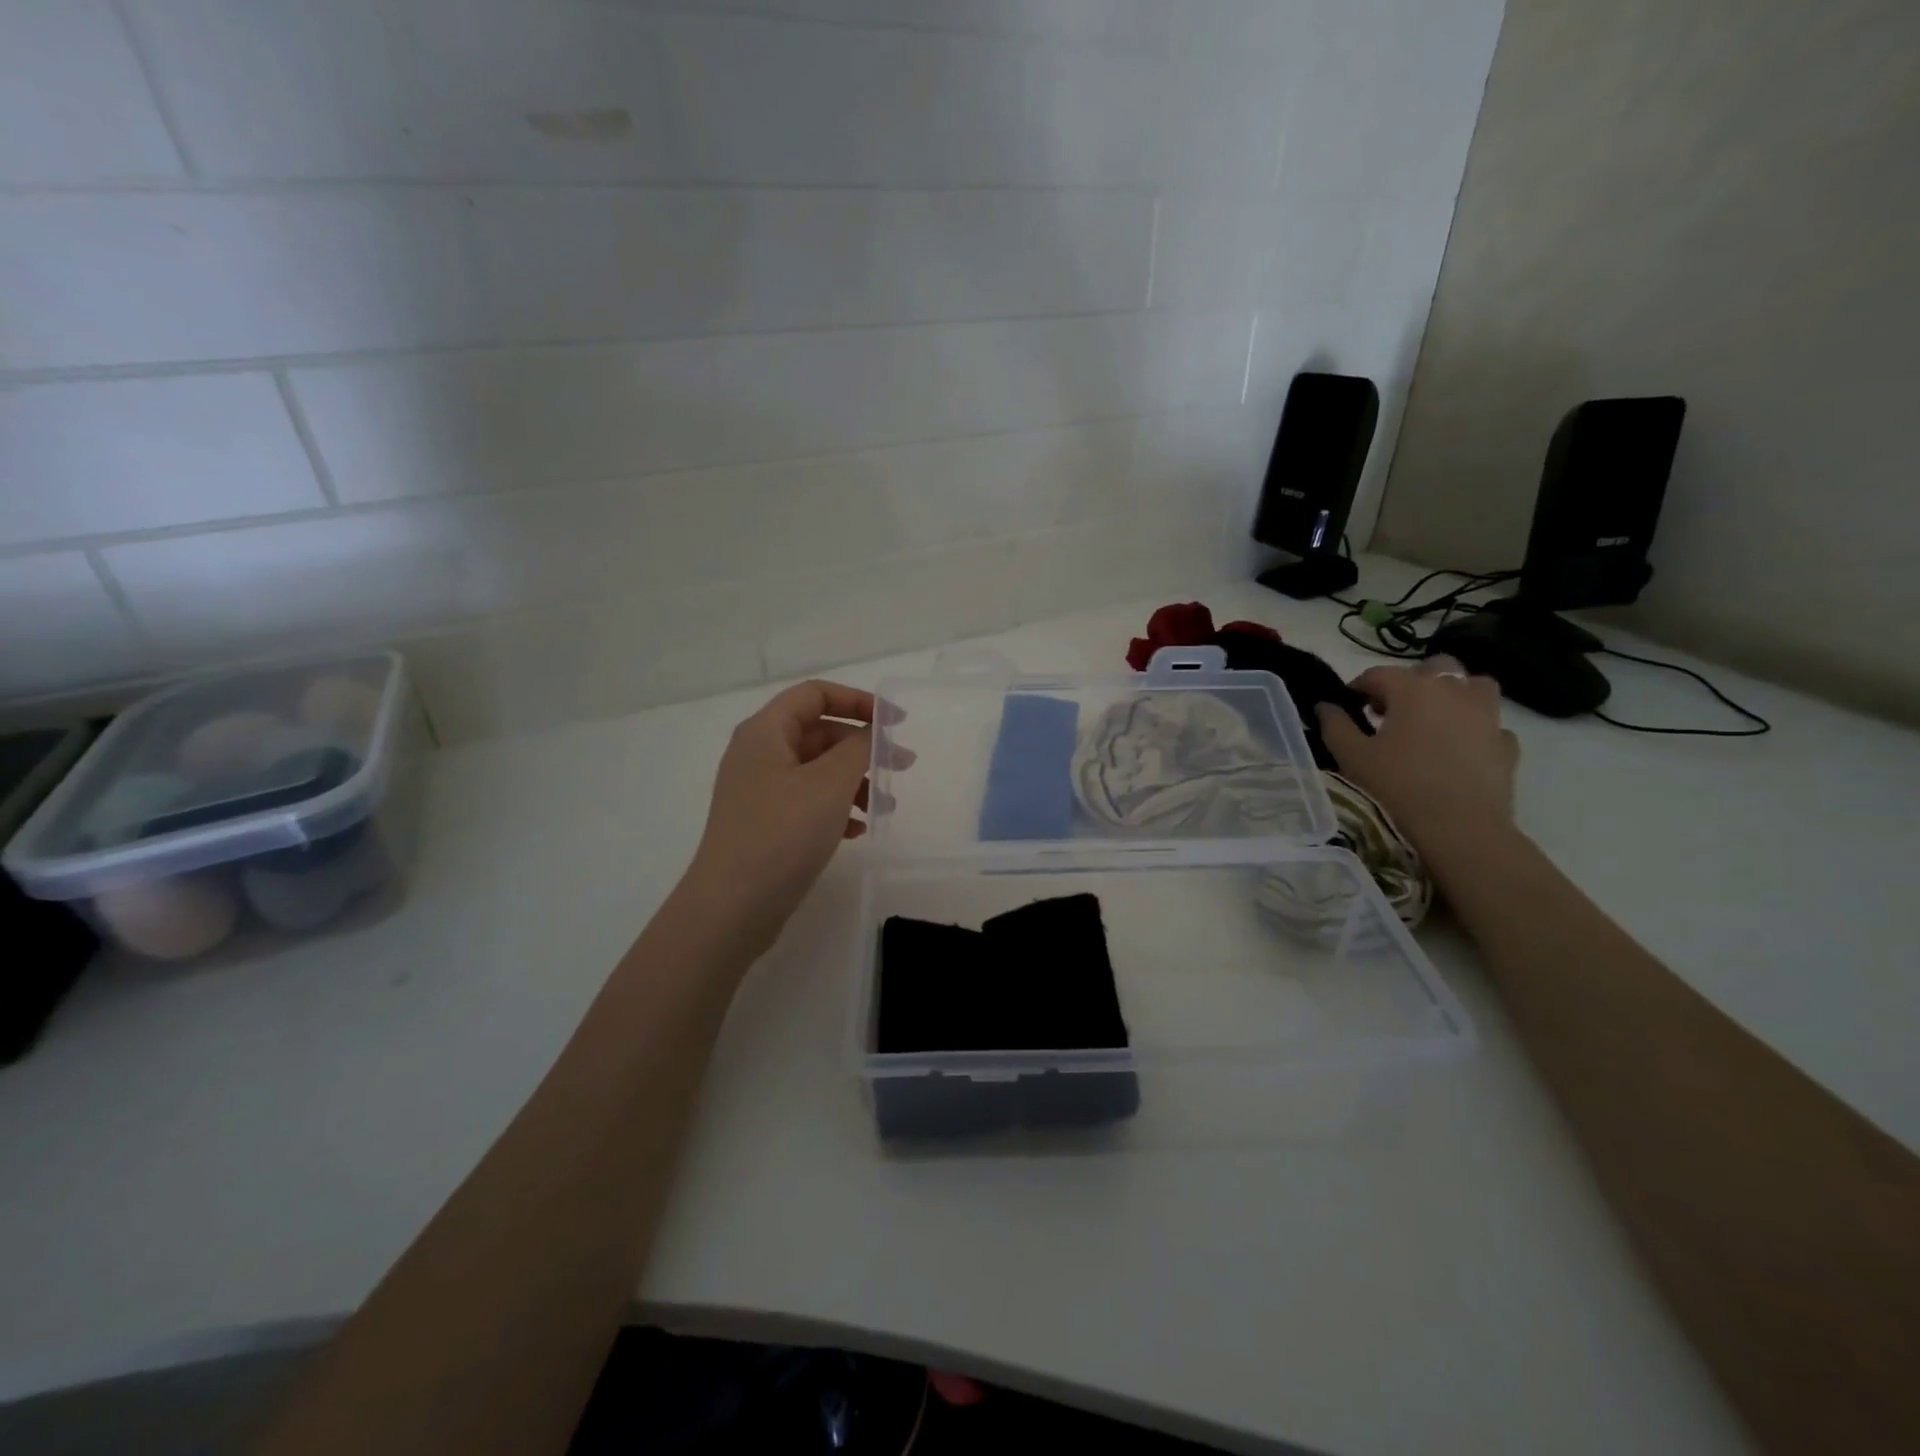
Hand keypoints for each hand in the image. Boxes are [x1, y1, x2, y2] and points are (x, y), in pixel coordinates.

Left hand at [682, 680, 881, 956]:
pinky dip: (836, 808)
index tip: (895, 722)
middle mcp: (758, 754)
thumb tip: (875, 731)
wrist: (731, 907)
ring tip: (883, 808)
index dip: (858, 701)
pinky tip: (857, 831)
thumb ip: (859, 748)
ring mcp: (760, 790)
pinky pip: (808, 801)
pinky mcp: (765, 823)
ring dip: (854, 782)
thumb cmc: (782, 834)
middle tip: (900, 768)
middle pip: (819, 732)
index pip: (816, 694)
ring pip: (817, 770)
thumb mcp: (830, 784)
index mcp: (765, 732)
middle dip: (862, 748)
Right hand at [1316, 657, 1519, 849]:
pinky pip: (1490, 724)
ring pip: (1473, 686)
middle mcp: (1454, 691)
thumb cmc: (1398, 786)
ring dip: (1453, 694)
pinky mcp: (1506, 743)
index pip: (1379, 674)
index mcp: (1413, 689)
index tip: (1347, 705)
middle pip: (1433, 668)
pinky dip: (1474, 728)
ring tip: (1434, 719)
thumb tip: (1325, 706)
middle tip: (1392, 710)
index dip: (1358, 687)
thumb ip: (1335, 725)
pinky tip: (1460, 748)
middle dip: (1410, 682)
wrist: (1460, 826)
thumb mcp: (1352, 756)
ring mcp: (1487, 715)